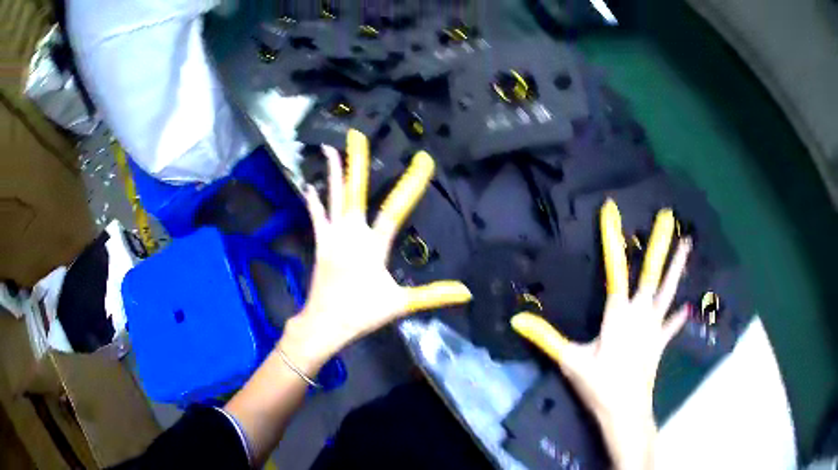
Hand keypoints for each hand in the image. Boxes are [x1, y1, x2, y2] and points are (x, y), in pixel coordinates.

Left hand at [281, 130, 471, 369]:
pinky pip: (317, 217)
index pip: (395, 209)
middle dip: (356, 161)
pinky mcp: (321, 244)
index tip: (422, 159)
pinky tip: (309, 186)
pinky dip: (314, 201)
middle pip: (354, 191)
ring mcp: (333, 237)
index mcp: (373, 245)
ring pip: (333, 198)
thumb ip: (433, 295)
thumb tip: (466, 292)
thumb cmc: (362, 313)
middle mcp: (351, 234)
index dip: (411, 183)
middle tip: (355, 135)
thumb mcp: (400, 304)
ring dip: (332, 172)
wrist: (324, 323)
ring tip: (328, 148)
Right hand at [511, 199, 691, 469]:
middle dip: (660, 245)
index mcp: (618, 314)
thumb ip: (545, 337)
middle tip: (668, 218)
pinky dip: (678, 316)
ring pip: (668, 292)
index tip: (611, 211)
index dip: (612, 239)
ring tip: (687, 244)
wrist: (625, 411)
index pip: (615, 269)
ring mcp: (654, 328)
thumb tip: (516, 319)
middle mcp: (640, 314)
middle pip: (652, 274)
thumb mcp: (569, 360)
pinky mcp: (660, 343)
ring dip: (677, 268)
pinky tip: (687, 307)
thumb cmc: (599, 384)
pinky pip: (672, 324)